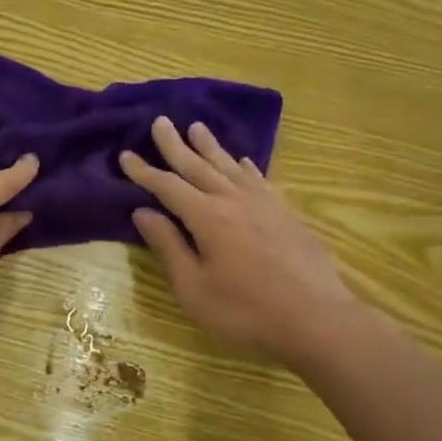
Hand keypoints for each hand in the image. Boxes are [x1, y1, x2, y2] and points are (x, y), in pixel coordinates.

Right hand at [121, 116, 363, 368]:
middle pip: (198, 166)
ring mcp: (264, 204)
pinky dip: (245, 166)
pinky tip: (242, 161)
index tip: (125, 154)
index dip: (144, 171)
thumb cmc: (245, 311)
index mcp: (207, 217)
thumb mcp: (194, 288)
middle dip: (175, 145)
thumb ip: (168, 247)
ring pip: (229, 166)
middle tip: (160, 121)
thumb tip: (143, 212)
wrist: (316, 319)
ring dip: (210, 147)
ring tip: (197, 127)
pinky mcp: (285, 213)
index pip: (167, 186)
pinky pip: (258, 179)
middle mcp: (233, 200)